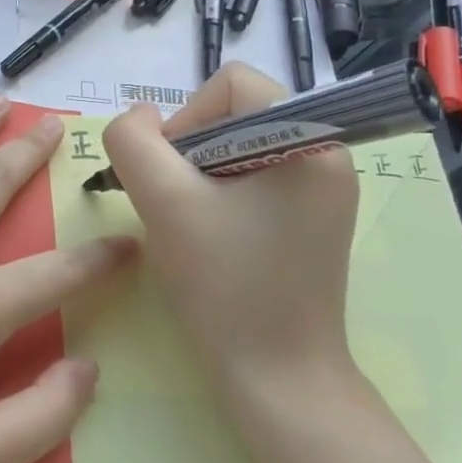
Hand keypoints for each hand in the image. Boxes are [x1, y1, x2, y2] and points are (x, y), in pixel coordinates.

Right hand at [101, 63, 359, 403]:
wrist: (278, 379)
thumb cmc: (225, 285)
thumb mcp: (163, 201)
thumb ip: (133, 140)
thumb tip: (140, 118)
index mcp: (310, 138)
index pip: (231, 83)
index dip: (187, 119)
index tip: (172, 176)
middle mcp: (328, 152)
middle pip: (235, 112)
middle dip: (192, 150)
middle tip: (178, 205)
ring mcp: (325, 188)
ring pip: (239, 145)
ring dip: (201, 174)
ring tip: (194, 224)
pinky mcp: (314, 217)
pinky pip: (255, 175)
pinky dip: (222, 193)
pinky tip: (213, 236)